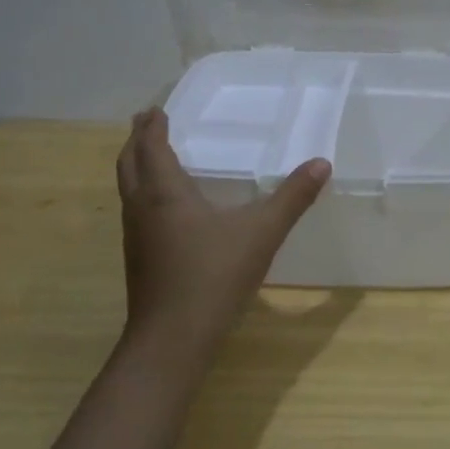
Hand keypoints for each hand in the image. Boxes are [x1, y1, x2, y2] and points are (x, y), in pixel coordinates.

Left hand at [115, 109, 329, 358]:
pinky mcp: (139, 260)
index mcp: (164, 192)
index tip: (157, 109)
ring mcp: (136, 237)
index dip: (152, 125)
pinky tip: (167, 209)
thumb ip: (292, 197)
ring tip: (154, 158)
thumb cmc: (214, 276)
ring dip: (136, 167)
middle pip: (128, 163)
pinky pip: (135, 211)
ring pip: (128, 189)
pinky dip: (143, 194)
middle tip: (148, 123)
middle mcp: (142, 208)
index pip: (150, 146)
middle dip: (136, 141)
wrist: (172, 339)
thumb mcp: (262, 233)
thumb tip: (321, 163)